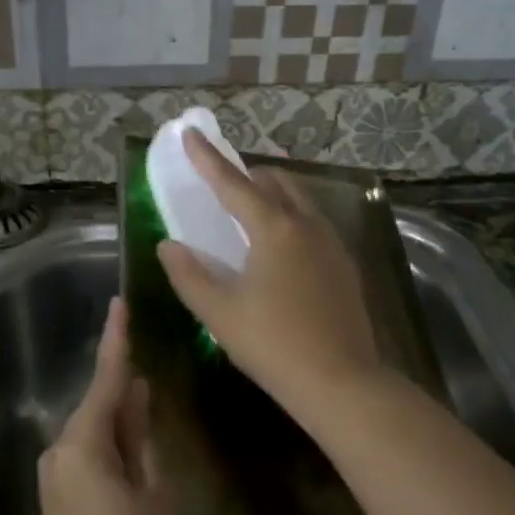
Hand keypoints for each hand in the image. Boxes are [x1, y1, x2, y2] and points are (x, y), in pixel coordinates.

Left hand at [38, 298, 175, 514]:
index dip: (115, 340)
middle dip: (125, 388)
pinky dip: (110, 443)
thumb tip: (137, 394)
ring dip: (120, 419)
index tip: (119, 303)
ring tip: (150, 409)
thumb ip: (143, 436)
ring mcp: (54, 475)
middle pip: (97, 405)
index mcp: (83, 443)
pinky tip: (133, 445)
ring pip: (93, 430)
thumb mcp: (155, 490)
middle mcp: (59, 450)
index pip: (104, 379)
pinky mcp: (58, 495)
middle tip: (153, 368)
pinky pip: (86, 453)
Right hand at [157, 129, 383, 418]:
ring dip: (274, 194)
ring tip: (253, 208)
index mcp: (274, 229)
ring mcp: (332, 245)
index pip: (233, 183)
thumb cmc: (272, 345)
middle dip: (248, 174)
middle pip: (276, 183)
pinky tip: (283, 247)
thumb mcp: (219, 312)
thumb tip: (169, 246)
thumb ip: (189, 274)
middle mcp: (307, 226)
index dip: (208, 159)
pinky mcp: (345, 267)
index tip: (192, 133)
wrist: (340, 381)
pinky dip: (293, 219)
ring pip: (301, 202)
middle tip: (224, 181)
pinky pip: (314, 225)